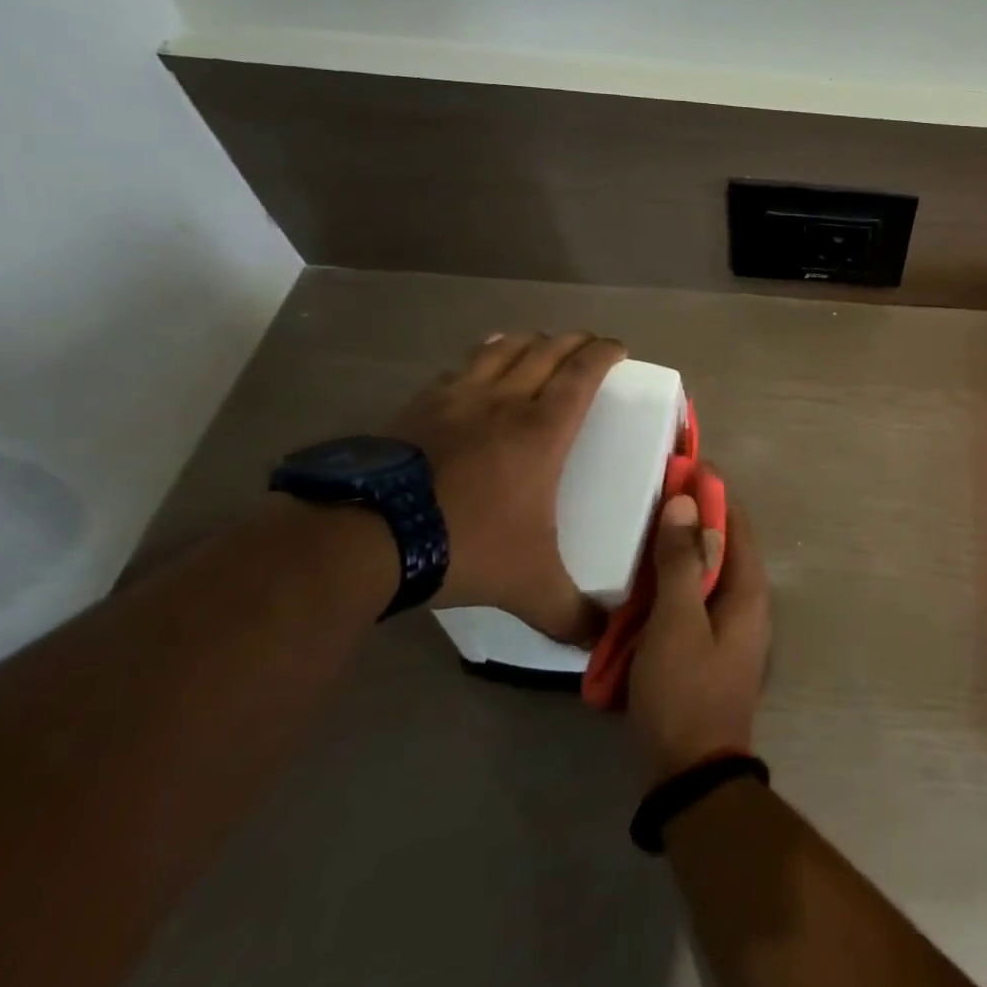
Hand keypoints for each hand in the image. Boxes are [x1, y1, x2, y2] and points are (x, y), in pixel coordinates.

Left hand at [388, 331, 624, 644]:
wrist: (367, 538)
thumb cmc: (466, 545)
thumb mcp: (528, 586)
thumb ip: (569, 613)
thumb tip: (600, 646)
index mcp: (543, 429)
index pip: (584, 372)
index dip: (605, 353)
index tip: (619, 349)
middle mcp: (506, 401)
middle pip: (547, 350)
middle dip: (575, 341)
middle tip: (589, 346)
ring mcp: (458, 398)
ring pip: (503, 349)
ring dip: (528, 341)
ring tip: (539, 345)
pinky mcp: (418, 406)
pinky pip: (460, 367)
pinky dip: (481, 357)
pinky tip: (478, 364)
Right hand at [628, 487, 770, 784]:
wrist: (692, 777)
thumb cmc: (685, 692)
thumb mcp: (676, 623)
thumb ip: (680, 562)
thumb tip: (685, 502)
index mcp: (749, 588)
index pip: (734, 521)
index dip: (710, 491)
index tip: (678, 467)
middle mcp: (748, 601)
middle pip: (721, 545)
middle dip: (690, 520)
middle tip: (651, 498)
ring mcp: (731, 628)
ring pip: (705, 573)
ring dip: (677, 553)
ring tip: (640, 534)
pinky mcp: (712, 649)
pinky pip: (694, 601)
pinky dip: (672, 586)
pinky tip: (641, 586)